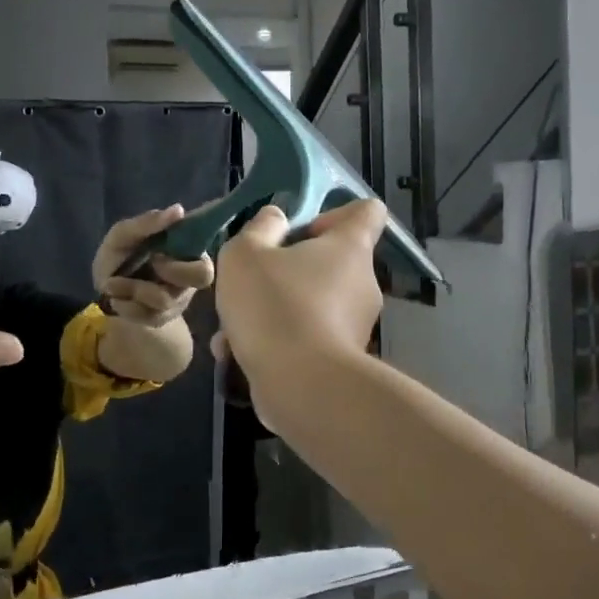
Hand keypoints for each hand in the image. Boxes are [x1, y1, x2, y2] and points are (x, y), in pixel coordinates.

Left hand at [92, 204, 214, 327]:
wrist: (103, 290)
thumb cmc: (119, 255)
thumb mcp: (123, 235)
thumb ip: (147, 222)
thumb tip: (178, 210)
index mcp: (187, 255)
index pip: (207, 261)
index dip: (186, 260)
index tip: (157, 253)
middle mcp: (189, 279)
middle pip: (201, 278)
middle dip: (170, 271)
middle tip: (149, 263)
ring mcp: (177, 301)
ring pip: (165, 298)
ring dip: (134, 288)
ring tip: (112, 283)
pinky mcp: (161, 319)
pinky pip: (148, 316)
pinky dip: (126, 305)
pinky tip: (116, 298)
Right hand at [212, 200, 386, 417]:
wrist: (301, 387)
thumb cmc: (276, 306)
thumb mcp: (246, 254)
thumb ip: (259, 229)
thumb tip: (277, 220)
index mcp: (351, 247)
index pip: (367, 211)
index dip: (334, 213)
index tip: (301, 230)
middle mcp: (363, 283)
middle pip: (330, 262)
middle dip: (287, 270)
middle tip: (252, 283)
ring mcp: (356, 325)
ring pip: (310, 305)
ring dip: (272, 312)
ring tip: (231, 330)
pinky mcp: (342, 361)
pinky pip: (306, 340)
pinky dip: (277, 344)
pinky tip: (236, 355)